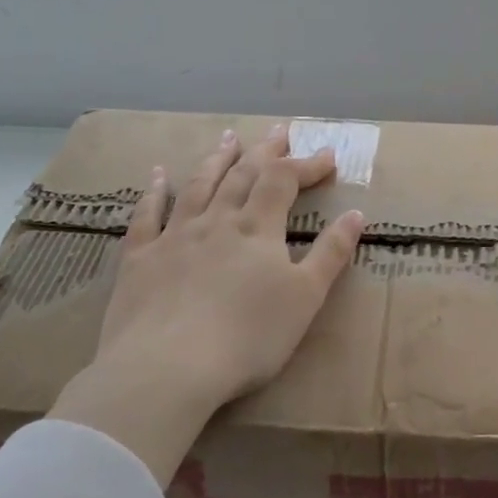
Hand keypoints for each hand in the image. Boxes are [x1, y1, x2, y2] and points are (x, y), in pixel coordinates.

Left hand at [48, 125, 364, 481]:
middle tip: (278, 130)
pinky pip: (147, 215)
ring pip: (198, 186)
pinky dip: (154, 192)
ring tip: (227, 138)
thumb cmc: (248, 336)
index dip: (306, 164)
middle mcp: (216, 221)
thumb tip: (356, 214)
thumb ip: (330, 254)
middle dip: (264, 151)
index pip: (283, 181)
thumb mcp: (305, 298)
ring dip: (215, 160)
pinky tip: (157, 175)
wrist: (168, 367)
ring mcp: (174, 237)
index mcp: (257, 229)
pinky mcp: (140, 259)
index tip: (328, 155)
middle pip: (242, 175)